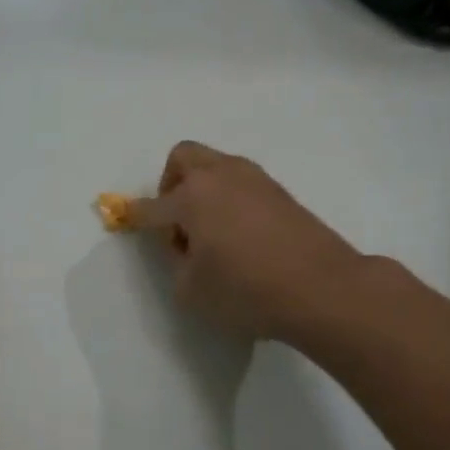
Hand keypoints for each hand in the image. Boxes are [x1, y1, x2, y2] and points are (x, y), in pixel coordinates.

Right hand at [128, 142, 366, 340]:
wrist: (322, 288)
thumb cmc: (247, 291)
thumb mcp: (192, 291)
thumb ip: (178, 264)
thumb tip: (187, 247)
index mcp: (192, 196)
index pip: (152, 206)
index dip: (135, 216)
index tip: (126, 219)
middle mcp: (221, 176)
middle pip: (183, 158)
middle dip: (170, 184)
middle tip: (177, 222)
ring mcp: (255, 180)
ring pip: (216, 166)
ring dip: (203, 189)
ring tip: (211, 232)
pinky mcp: (281, 193)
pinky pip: (242, 183)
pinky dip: (230, 199)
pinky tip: (240, 234)